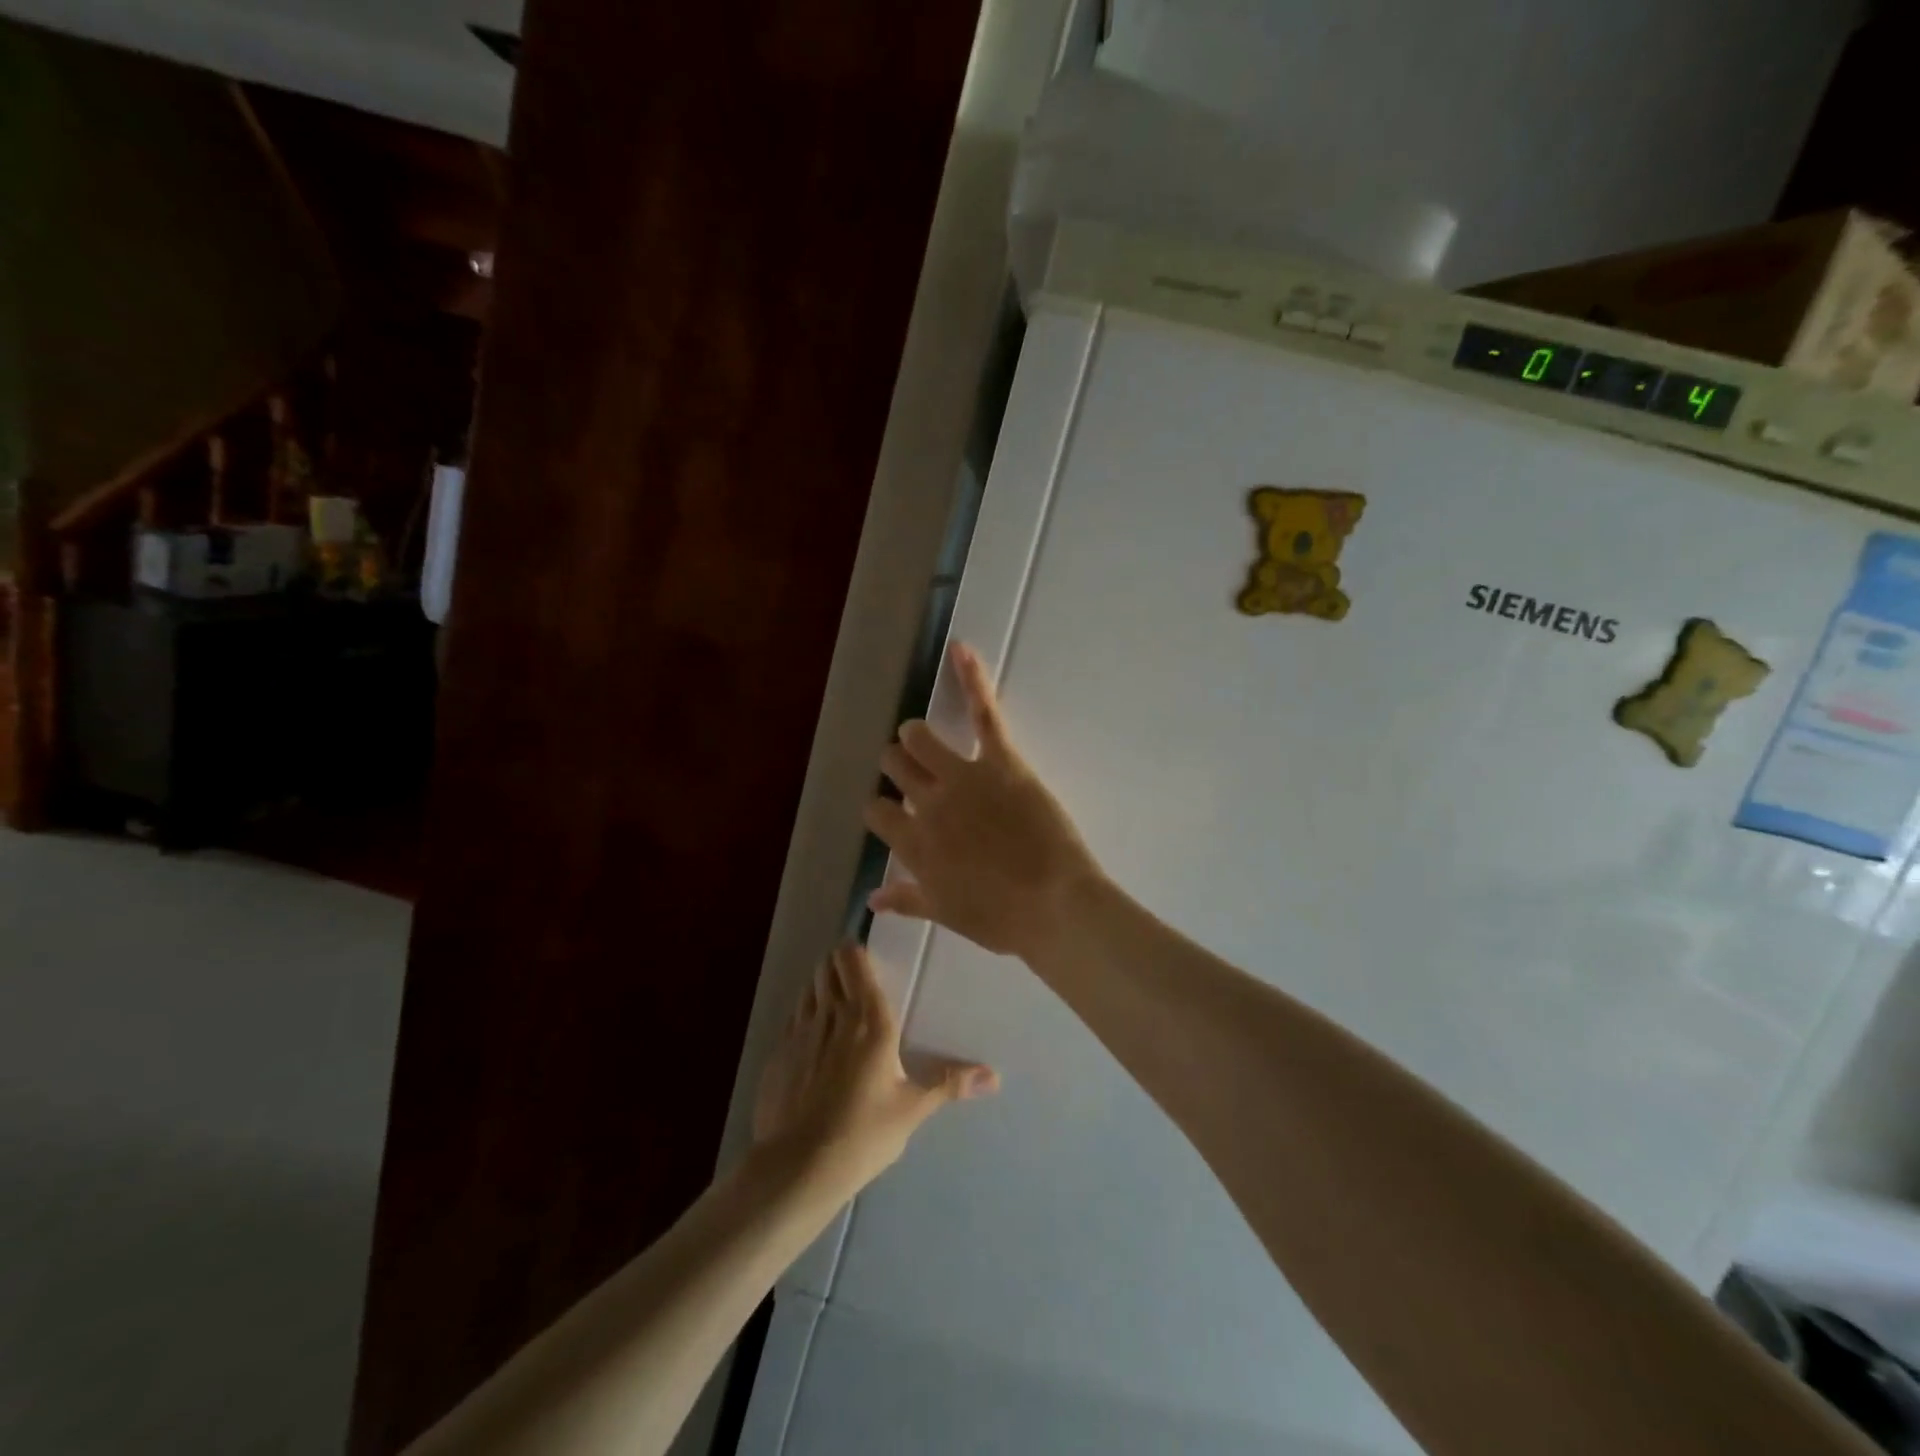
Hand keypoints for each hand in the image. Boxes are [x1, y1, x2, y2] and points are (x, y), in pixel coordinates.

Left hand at [752, 944, 997, 1191]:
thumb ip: (950, 1084)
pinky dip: (804, 1015)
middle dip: (839, 964)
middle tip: (856, 980)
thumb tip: (995, 1076)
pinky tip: (813, 1041)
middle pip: (828, 966)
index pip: (854, 961)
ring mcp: (799, 1030)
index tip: (867, 957)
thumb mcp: (912, 1108)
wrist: (797, 1168)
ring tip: (836, 1005)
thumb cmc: (864, 1133)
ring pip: (809, 987)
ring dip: (821, 986)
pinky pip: (793, 1017)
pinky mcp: (777, 1052)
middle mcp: (832, 1013)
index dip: (857, 951)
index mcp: (869, 1019)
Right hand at [864, 642, 1102, 958]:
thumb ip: (906, 899)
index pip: (876, 811)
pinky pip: (982, 713)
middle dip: (898, 764)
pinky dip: (971, 678)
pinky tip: (960, 650)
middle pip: (894, 765)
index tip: (895, 811)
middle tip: (913, 770)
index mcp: (913, 844)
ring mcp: (962, 778)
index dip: (883, 808)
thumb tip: (871, 898)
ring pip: (919, 737)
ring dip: (917, 735)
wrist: (1054, 906)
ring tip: (924, 737)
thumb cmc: (1002, 918)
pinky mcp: (1000, 761)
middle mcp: (927, 804)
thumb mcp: (947, 913)